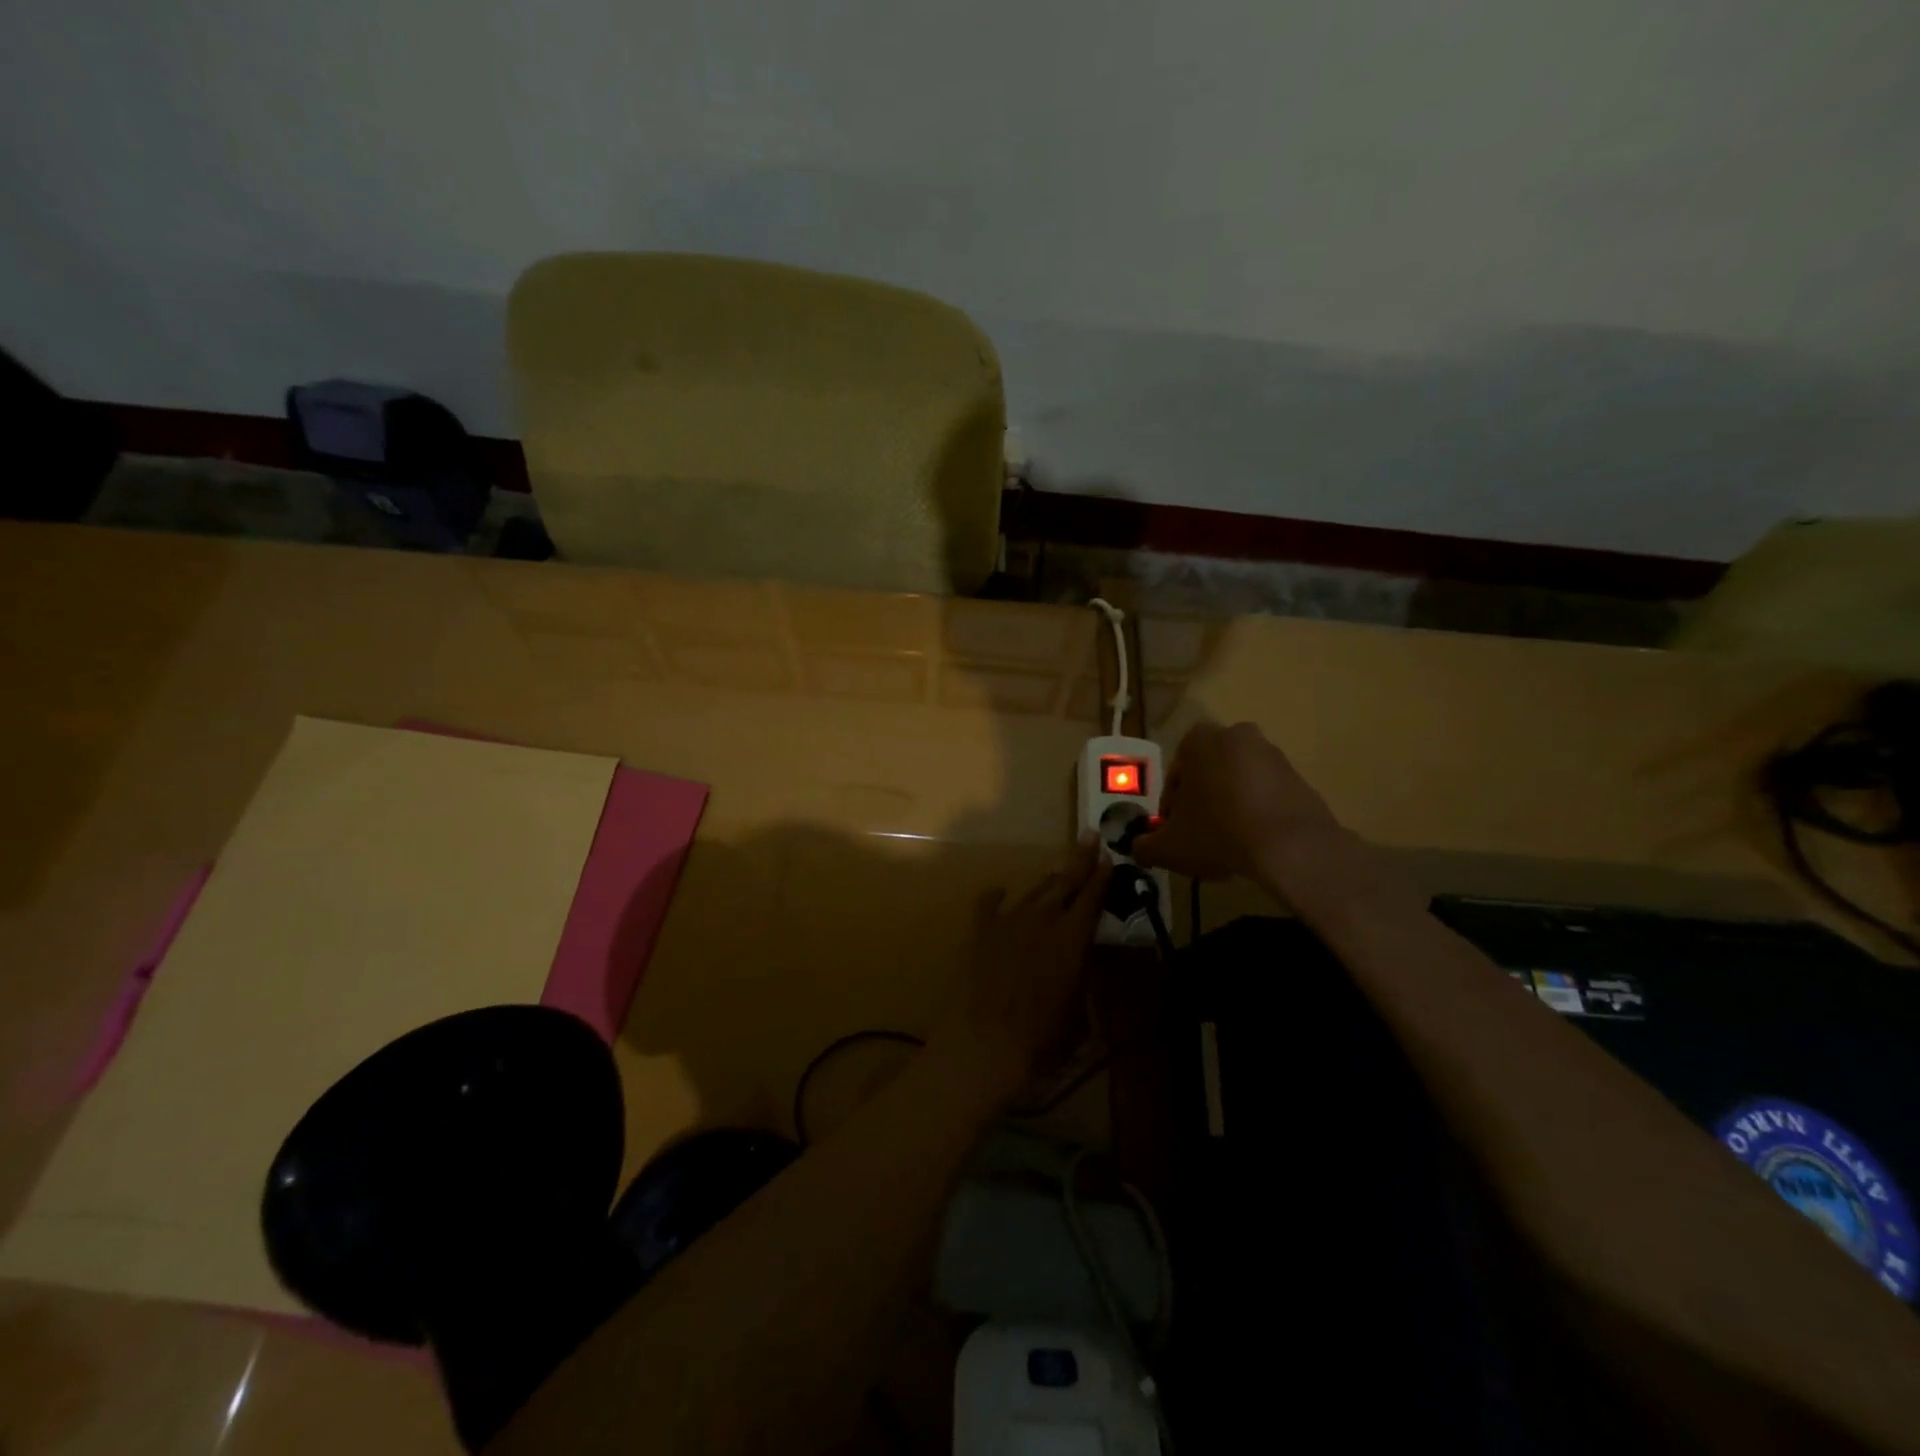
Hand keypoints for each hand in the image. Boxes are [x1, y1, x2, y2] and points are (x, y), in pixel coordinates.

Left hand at [927, 837, 1108, 1104]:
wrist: (983, 1045)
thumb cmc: (1041, 1040)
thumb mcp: (1078, 1015)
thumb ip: (1080, 982)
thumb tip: (1078, 969)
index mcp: (1071, 939)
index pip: (1091, 899)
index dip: (1101, 877)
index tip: (1108, 855)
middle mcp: (1041, 920)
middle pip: (1064, 883)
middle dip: (1079, 860)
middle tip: (1089, 837)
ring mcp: (1007, 922)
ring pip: (1033, 892)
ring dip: (1047, 881)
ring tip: (1057, 871)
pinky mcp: (980, 932)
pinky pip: (989, 904)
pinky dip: (996, 896)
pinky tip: (999, 890)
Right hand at [1132, 720, 1342, 882]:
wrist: (1291, 846)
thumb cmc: (1218, 832)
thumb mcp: (1168, 847)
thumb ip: (1145, 845)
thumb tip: (1138, 848)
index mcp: (1199, 740)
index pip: (1175, 776)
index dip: (1171, 809)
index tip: (1174, 833)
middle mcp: (1236, 735)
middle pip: (1208, 775)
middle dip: (1202, 803)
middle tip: (1199, 836)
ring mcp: (1272, 754)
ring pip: (1238, 783)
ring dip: (1230, 807)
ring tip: (1229, 843)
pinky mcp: (1299, 777)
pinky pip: (1267, 795)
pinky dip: (1258, 814)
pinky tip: (1255, 843)